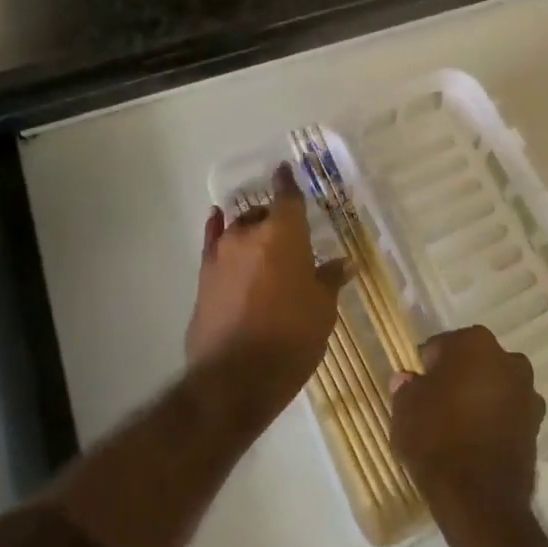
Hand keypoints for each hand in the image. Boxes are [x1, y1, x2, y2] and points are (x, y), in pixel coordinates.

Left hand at [186, 163, 343, 413]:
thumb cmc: (291, 337)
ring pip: (238, 229)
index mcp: (284, 235)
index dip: (288, 182)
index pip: (288, 197)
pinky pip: (213, 244)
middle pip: (263, 214)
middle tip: (291, 232)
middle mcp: (249, 235)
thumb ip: (329, 279)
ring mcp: (221, 255)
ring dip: (251, 229)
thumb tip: (344, 263)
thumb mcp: (322, 309)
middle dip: (275, 217)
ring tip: (262, 237)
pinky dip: (217, 231)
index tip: (286, 169)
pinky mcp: (203, 278)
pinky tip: (216, 221)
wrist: (236, 377)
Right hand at [391, 326, 544, 523]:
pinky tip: (477, 441)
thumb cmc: (437, 439)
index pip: (442, 346)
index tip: (418, 387)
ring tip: (458, 426)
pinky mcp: (537, 424)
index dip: (427, 367)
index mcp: (474, 342)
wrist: (479, 497)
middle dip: (458, 377)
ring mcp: (527, 391)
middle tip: (437, 405)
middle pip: (473, 362)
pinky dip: (496, 420)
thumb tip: (408, 380)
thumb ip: (406, 388)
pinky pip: (508, 412)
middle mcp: (508, 358)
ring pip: (494, 385)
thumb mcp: (405, 410)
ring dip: (480, 397)